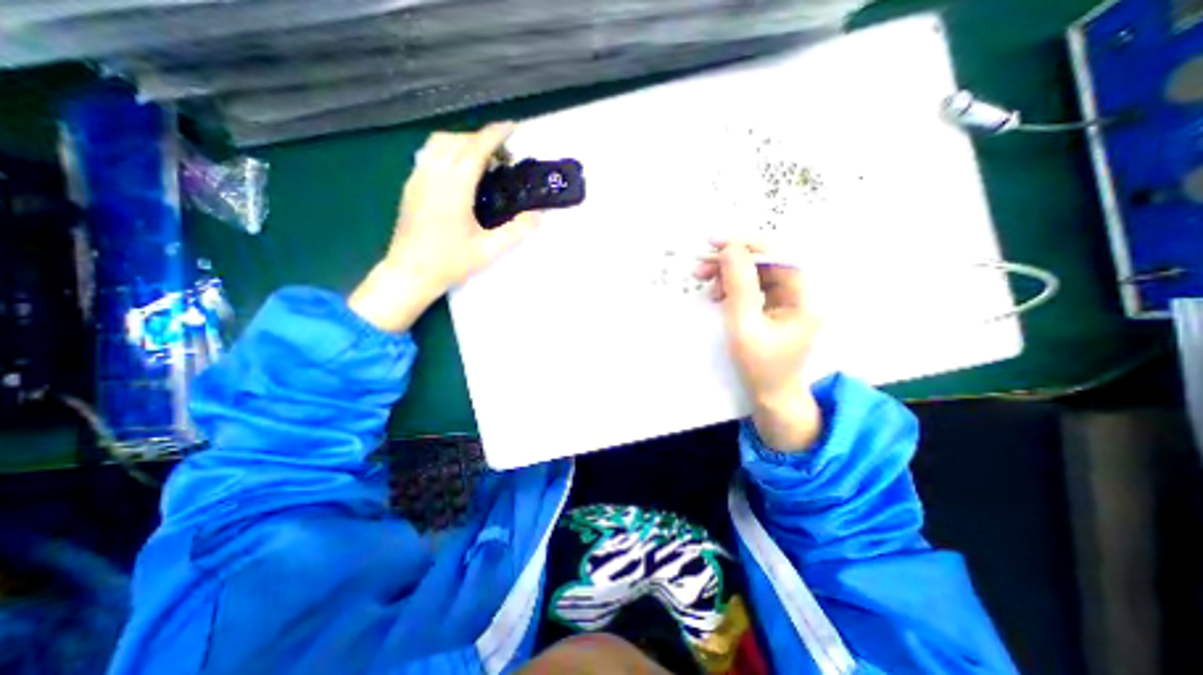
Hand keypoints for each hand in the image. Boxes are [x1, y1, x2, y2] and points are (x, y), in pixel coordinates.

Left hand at [347, 122, 534, 332]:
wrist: (409, 272)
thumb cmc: (450, 262)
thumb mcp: (489, 250)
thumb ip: (516, 231)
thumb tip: (539, 216)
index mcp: (455, 185)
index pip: (477, 147)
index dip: (496, 134)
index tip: (513, 127)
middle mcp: (434, 173)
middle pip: (458, 139)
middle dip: (482, 138)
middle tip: (504, 156)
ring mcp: (418, 177)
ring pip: (440, 142)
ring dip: (463, 142)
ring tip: (482, 161)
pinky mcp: (410, 185)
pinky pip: (429, 154)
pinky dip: (448, 151)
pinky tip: (459, 172)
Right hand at [696, 239, 826, 449]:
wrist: (769, 395)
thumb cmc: (759, 367)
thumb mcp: (744, 327)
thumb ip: (738, 286)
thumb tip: (730, 249)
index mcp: (804, 298)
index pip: (779, 257)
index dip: (748, 246)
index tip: (716, 244)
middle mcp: (799, 294)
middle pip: (766, 263)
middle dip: (732, 261)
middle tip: (701, 265)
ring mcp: (786, 301)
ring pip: (756, 273)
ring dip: (728, 273)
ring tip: (703, 280)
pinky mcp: (773, 307)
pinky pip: (752, 288)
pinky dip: (731, 287)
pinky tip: (716, 293)